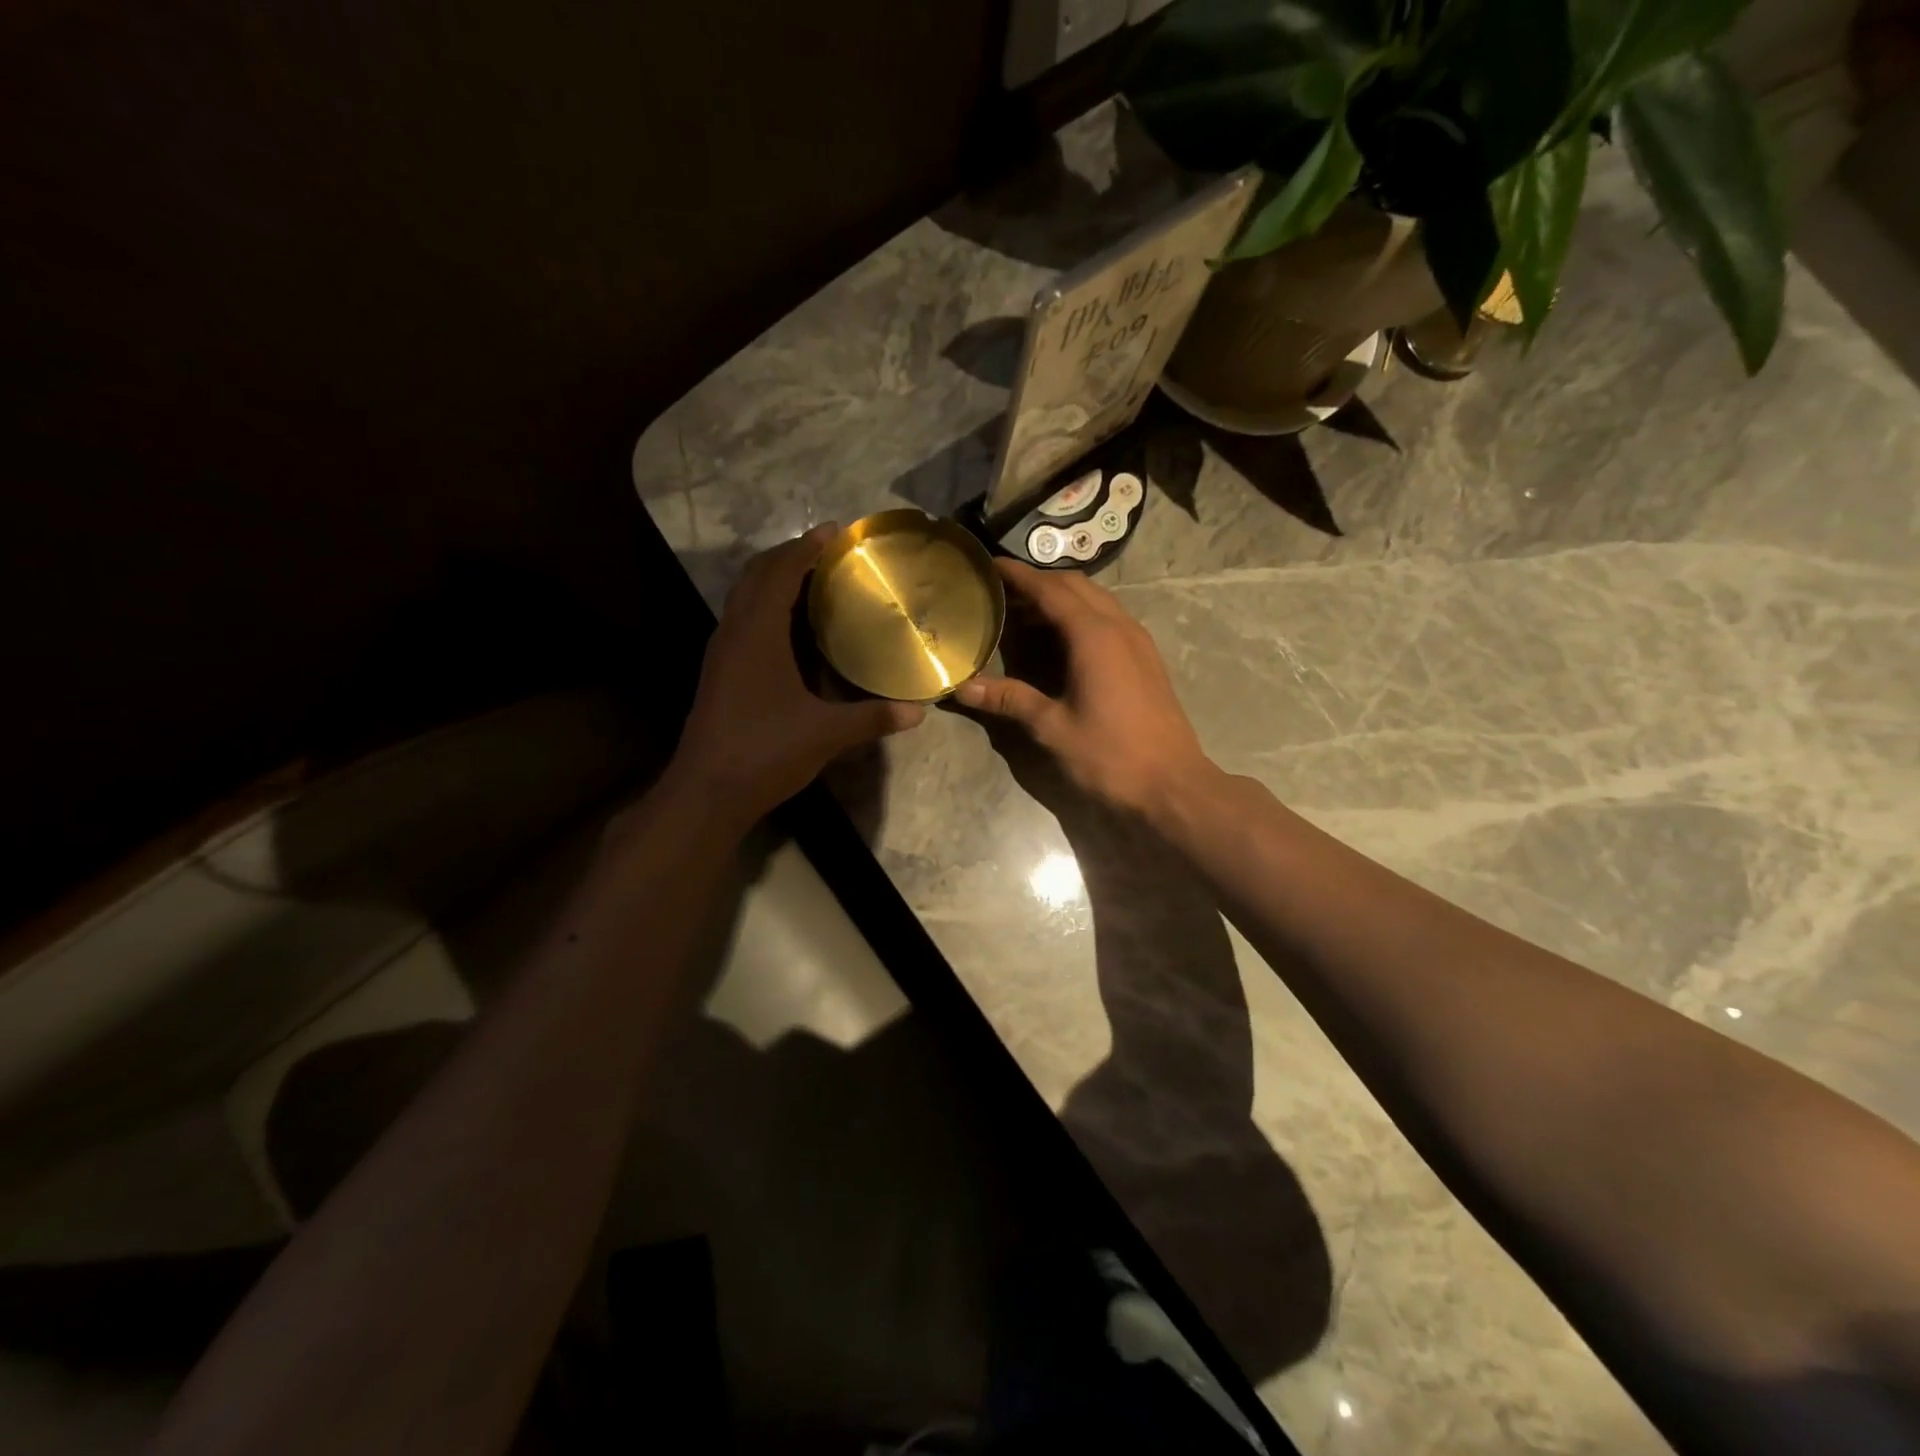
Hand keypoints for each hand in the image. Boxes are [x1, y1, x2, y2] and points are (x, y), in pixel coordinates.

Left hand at [667, 527, 924, 829]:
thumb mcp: (826, 734)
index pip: (780, 572)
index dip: (806, 547)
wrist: (707, 791)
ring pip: (744, 597)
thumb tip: (918, 711)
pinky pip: (743, 620)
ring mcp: (722, 653)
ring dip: (774, 579)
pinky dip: (766, 607)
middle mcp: (734, 633)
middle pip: (756, 575)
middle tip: (827, 551)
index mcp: (757, 634)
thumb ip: (872, 718)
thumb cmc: (765, 751)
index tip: (835, 531)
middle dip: (789, 555)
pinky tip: (792, 628)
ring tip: (812, 580)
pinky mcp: (719, 673)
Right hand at [955, 560, 1212, 816]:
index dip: (1018, 575)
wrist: (1172, 786)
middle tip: (1002, 590)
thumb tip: (963, 687)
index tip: (989, 564)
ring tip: (1025, 612)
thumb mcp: (1052, 728)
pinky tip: (1062, 639)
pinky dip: (1081, 615)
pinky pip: (1110, 619)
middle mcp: (1119, 626)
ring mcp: (1138, 641)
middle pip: (1076, 586)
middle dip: (1039, 581)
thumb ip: (1009, 700)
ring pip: (1097, 600)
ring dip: (1062, 597)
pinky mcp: (1147, 659)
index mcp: (1094, 635)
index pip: (1050, 589)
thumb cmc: (1109, 755)